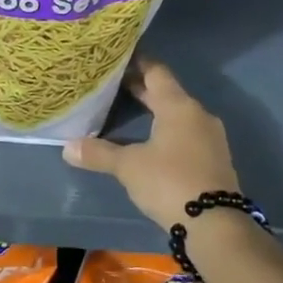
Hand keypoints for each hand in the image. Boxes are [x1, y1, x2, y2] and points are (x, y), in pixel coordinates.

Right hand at [63, 59, 240, 230]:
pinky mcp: (212, 159)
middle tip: (111, 84)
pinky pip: (185, 134)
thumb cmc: (169, 181)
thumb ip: (98, 153)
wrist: (215, 224)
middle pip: (167, 93)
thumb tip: (67, 147)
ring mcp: (209, 138)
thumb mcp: (128, 166)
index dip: (136, 62)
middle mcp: (197, 115)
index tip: (116, 58)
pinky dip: (165, 131)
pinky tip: (148, 140)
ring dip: (154, 111)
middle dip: (141, 88)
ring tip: (126, 111)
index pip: (156, 72)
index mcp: (179, 106)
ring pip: (177, 115)